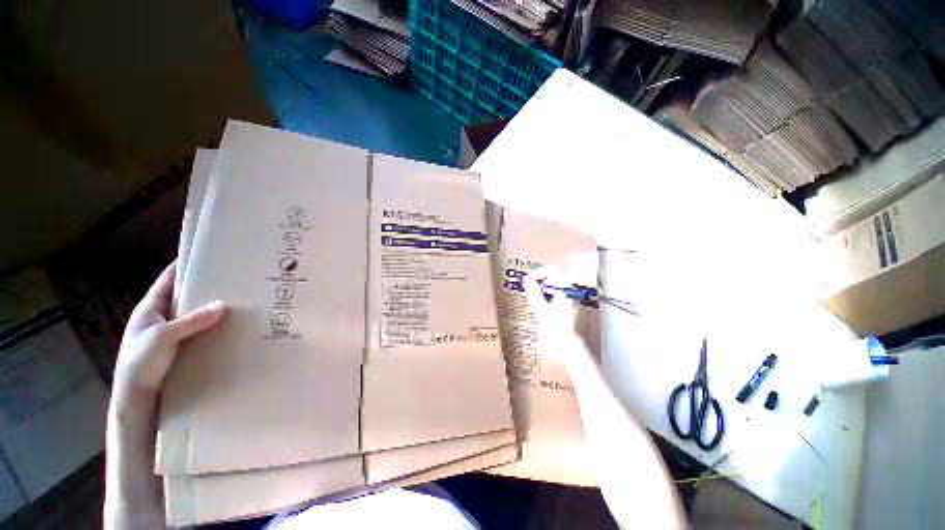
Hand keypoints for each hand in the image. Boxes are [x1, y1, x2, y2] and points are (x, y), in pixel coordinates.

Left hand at [112, 261, 224, 405]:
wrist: (136, 397)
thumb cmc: (140, 362)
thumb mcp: (163, 338)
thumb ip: (191, 321)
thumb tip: (222, 305)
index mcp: (151, 307)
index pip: (169, 278)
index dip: (185, 265)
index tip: (209, 255)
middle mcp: (162, 315)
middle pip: (186, 294)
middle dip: (206, 286)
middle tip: (232, 279)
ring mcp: (172, 331)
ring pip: (195, 312)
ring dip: (212, 307)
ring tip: (238, 300)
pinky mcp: (181, 345)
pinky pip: (200, 328)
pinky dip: (213, 324)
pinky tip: (229, 324)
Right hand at [524, 266, 598, 358]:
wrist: (572, 348)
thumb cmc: (558, 331)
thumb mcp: (542, 311)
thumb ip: (534, 294)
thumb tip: (526, 280)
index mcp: (565, 290)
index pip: (551, 270)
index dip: (537, 273)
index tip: (528, 281)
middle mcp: (570, 291)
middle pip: (553, 276)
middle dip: (539, 281)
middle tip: (529, 290)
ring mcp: (572, 297)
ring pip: (554, 284)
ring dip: (542, 288)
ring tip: (534, 299)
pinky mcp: (570, 304)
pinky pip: (556, 292)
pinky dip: (547, 294)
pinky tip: (543, 306)